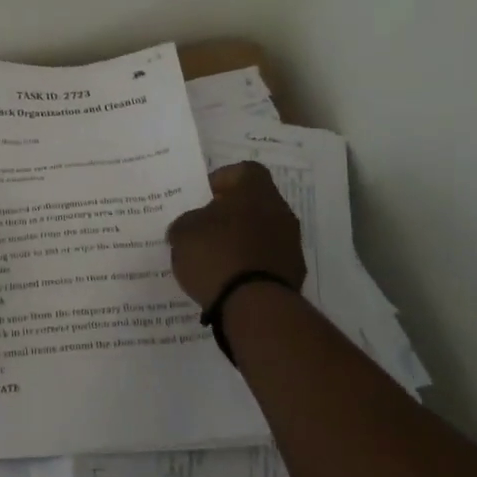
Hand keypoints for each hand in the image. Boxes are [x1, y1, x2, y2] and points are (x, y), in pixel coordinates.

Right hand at [165, 162, 307, 305]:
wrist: (254, 306)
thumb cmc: (216, 255)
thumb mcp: (183, 232)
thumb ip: (186, 222)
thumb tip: (189, 227)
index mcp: (255, 191)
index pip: (244, 171)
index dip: (222, 180)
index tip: (203, 198)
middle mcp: (280, 211)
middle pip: (254, 202)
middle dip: (231, 213)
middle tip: (205, 228)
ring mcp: (291, 243)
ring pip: (262, 231)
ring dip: (242, 240)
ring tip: (215, 258)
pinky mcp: (294, 272)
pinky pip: (267, 259)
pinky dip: (251, 264)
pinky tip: (230, 278)